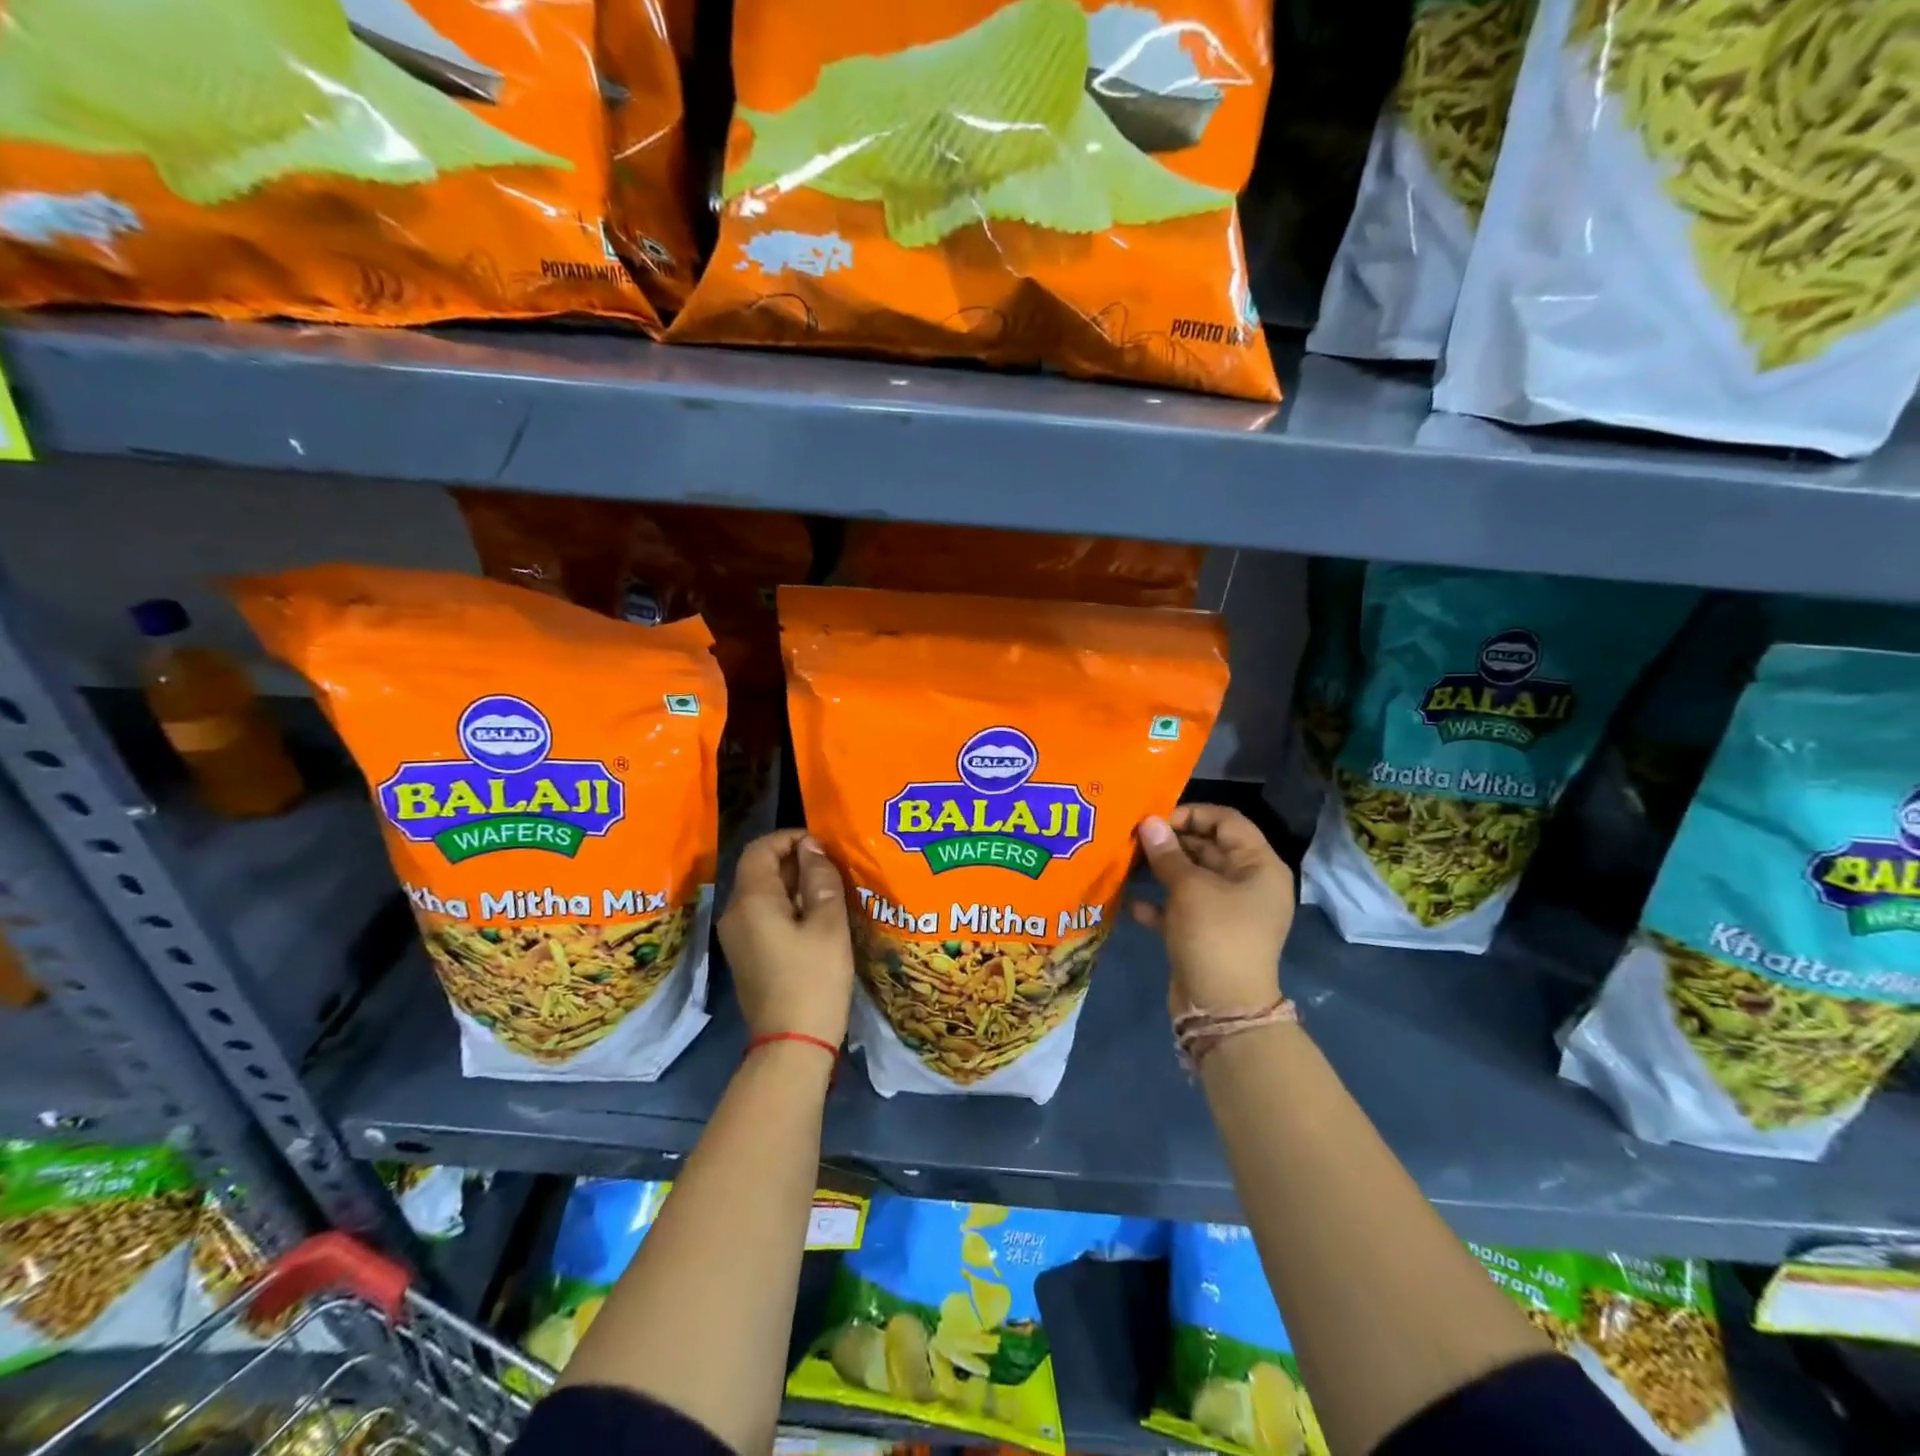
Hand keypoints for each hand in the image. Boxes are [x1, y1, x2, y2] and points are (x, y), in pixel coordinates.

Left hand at [718, 829, 855, 1046]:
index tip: (822, 844)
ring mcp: (736, 936)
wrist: (791, 1045)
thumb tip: (811, 848)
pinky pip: (761, 914)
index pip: (761, 849)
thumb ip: (821, 879)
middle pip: (758, 869)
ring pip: (761, 892)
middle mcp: (735, 913)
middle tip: (832, 865)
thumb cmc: (814, 980)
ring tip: (829, 888)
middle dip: (794, 860)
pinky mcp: (745, 955)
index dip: (789, 837)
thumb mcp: (828, 924)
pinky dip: (786, 905)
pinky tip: (815, 917)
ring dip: (792, 883)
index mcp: (751, 900)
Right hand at [1131, 804, 1292, 1013]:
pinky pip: (1180, 907)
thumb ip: (1167, 853)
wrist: (1222, 1008)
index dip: (1191, 814)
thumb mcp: (1189, 888)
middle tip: (1133, 838)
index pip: (1227, 821)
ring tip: (1126, 862)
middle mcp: (1246, 883)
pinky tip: (1130, 902)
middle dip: (1170, 841)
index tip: (1155, 820)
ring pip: (1190, 877)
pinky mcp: (1206, 932)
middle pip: (1207, 847)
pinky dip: (1158, 902)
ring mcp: (1226, 910)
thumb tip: (1148, 823)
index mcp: (1258, 866)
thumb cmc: (1215, 935)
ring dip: (1159, 869)